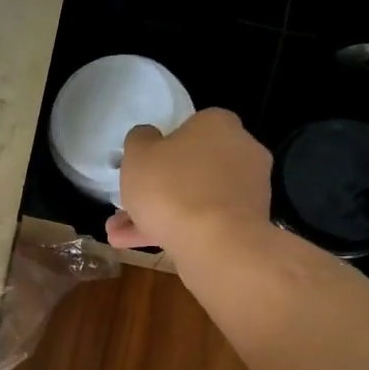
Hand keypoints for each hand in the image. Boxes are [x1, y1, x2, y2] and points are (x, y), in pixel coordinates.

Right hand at [105, 107, 272, 251]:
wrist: (216, 244)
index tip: (141, 169)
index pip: (188, 128)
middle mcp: (241, 150)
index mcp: (218, 124)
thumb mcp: (138, 155)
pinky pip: (206, 222)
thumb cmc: (172, 188)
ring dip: (159, 215)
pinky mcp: (248, 224)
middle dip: (156, 190)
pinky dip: (177, 231)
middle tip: (126, 208)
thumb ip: (139, 140)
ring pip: (194, 199)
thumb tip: (148, 137)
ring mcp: (247, 190)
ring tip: (120, 236)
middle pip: (190, 168)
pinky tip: (142, 246)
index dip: (161, 149)